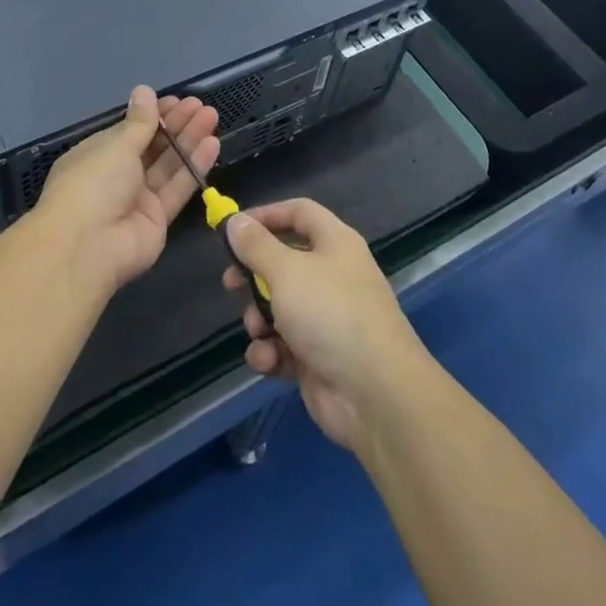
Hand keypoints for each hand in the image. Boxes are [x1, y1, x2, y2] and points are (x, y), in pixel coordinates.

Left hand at [34, 86, 219, 296]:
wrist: (86, 248)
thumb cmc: (93, 184)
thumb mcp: (116, 145)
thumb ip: (139, 121)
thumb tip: (144, 90)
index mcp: (97, 155)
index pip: (130, 131)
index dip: (154, 115)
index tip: (177, 100)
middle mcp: (117, 176)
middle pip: (152, 147)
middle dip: (176, 125)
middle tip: (201, 106)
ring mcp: (137, 200)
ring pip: (168, 166)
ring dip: (189, 141)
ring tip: (212, 117)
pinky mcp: (157, 220)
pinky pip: (177, 189)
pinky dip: (194, 167)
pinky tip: (212, 145)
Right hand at [222, 198, 434, 456]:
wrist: (374, 392)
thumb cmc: (330, 314)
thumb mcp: (286, 271)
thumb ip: (256, 245)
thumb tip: (234, 220)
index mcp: (335, 243)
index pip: (299, 212)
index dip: (266, 215)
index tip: (233, 229)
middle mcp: (333, 275)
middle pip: (285, 262)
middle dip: (254, 275)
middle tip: (230, 284)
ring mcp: (327, 318)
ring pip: (280, 307)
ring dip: (259, 319)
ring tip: (259, 331)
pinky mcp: (319, 357)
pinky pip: (285, 345)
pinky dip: (272, 352)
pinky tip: (269, 361)